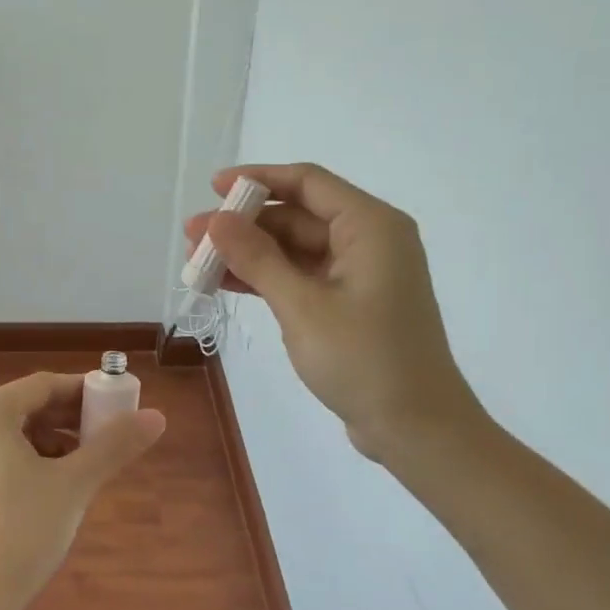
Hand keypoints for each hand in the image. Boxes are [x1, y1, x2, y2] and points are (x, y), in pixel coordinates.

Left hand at [0, 372, 165, 609]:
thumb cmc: (23, 530)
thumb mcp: (75, 483)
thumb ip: (114, 445)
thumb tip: (157, 417)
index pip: (44, 385)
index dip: (85, 392)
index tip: (120, 405)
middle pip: (28, 407)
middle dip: (71, 420)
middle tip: (109, 436)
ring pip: (14, 433)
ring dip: (54, 442)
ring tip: (87, 466)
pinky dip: (30, 461)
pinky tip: (56, 485)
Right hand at [185, 163, 484, 462]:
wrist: (416, 429)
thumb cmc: (364, 360)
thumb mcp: (302, 306)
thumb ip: (257, 258)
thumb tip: (216, 220)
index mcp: (371, 227)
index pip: (307, 183)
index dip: (258, 180)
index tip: (213, 187)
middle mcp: (368, 240)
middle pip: (296, 216)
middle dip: (243, 224)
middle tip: (193, 236)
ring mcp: (358, 273)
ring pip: (293, 248)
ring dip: (248, 253)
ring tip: (197, 261)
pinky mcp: (348, 302)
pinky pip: (299, 275)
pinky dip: (265, 278)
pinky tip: (224, 283)